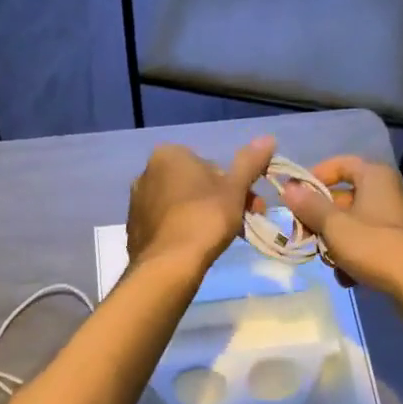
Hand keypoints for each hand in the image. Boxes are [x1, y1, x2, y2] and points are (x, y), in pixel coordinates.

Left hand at [126, 135, 276, 269]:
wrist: (168, 265)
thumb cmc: (205, 219)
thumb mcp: (235, 189)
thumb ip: (250, 162)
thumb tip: (268, 138)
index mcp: (168, 155)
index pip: (211, 165)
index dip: (235, 186)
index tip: (249, 206)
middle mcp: (146, 172)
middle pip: (195, 184)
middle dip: (220, 201)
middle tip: (241, 224)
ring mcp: (136, 202)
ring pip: (180, 204)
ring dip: (201, 215)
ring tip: (218, 239)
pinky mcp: (134, 228)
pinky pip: (166, 223)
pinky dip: (182, 230)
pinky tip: (194, 247)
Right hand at [278, 155, 402, 292]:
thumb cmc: (375, 246)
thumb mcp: (334, 225)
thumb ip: (309, 206)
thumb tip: (288, 188)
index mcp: (374, 176)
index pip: (339, 164)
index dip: (314, 178)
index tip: (294, 198)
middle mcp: (385, 192)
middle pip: (341, 198)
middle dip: (320, 220)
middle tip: (303, 236)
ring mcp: (391, 221)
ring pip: (349, 225)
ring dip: (334, 245)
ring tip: (329, 262)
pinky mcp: (395, 246)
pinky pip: (364, 245)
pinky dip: (352, 259)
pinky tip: (348, 278)